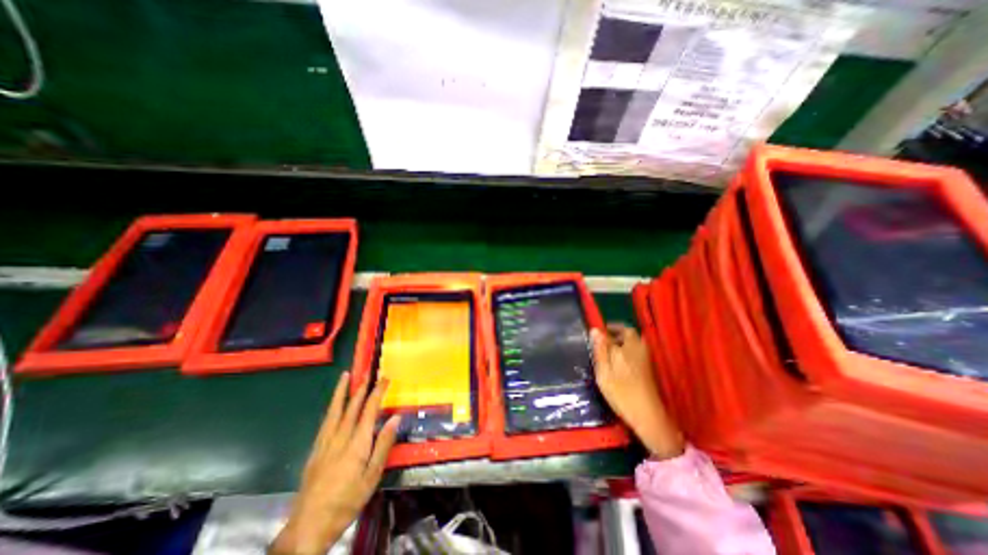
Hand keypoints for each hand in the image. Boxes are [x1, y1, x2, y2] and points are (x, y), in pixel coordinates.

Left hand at [268, 373, 399, 554]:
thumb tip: (395, 418)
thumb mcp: (372, 476)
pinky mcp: (315, 450)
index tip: (385, 378)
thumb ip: (383, 444)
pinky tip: (333, 405)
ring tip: (345, 376)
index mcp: (356, 443)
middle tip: (367, 371)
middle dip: (360, 387)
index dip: (377, 392)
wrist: (308, 526)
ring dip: (341, 391)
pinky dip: (331, 407)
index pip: (369, 410)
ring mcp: (324, 443)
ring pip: (334, 411)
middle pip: (351, 406)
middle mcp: (339, 437)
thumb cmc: (347, 501)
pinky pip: (325, 422)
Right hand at [594, 320, 687, 458]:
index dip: (608, 328)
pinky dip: (627, 351)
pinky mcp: (648, 369)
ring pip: (634, 342)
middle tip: (603, 339)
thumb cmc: (621, 391)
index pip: (619, 328)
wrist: (646, 415)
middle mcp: (639, 349)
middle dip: (617, 332)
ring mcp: (645, 359)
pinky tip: (617, 362)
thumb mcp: (604, 370)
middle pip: (630, 333)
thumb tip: (595, 329)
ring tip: (608, 350)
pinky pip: (636, 351)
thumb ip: (600, 348)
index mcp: (628, 346)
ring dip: (622, 341)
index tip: (597, 332)